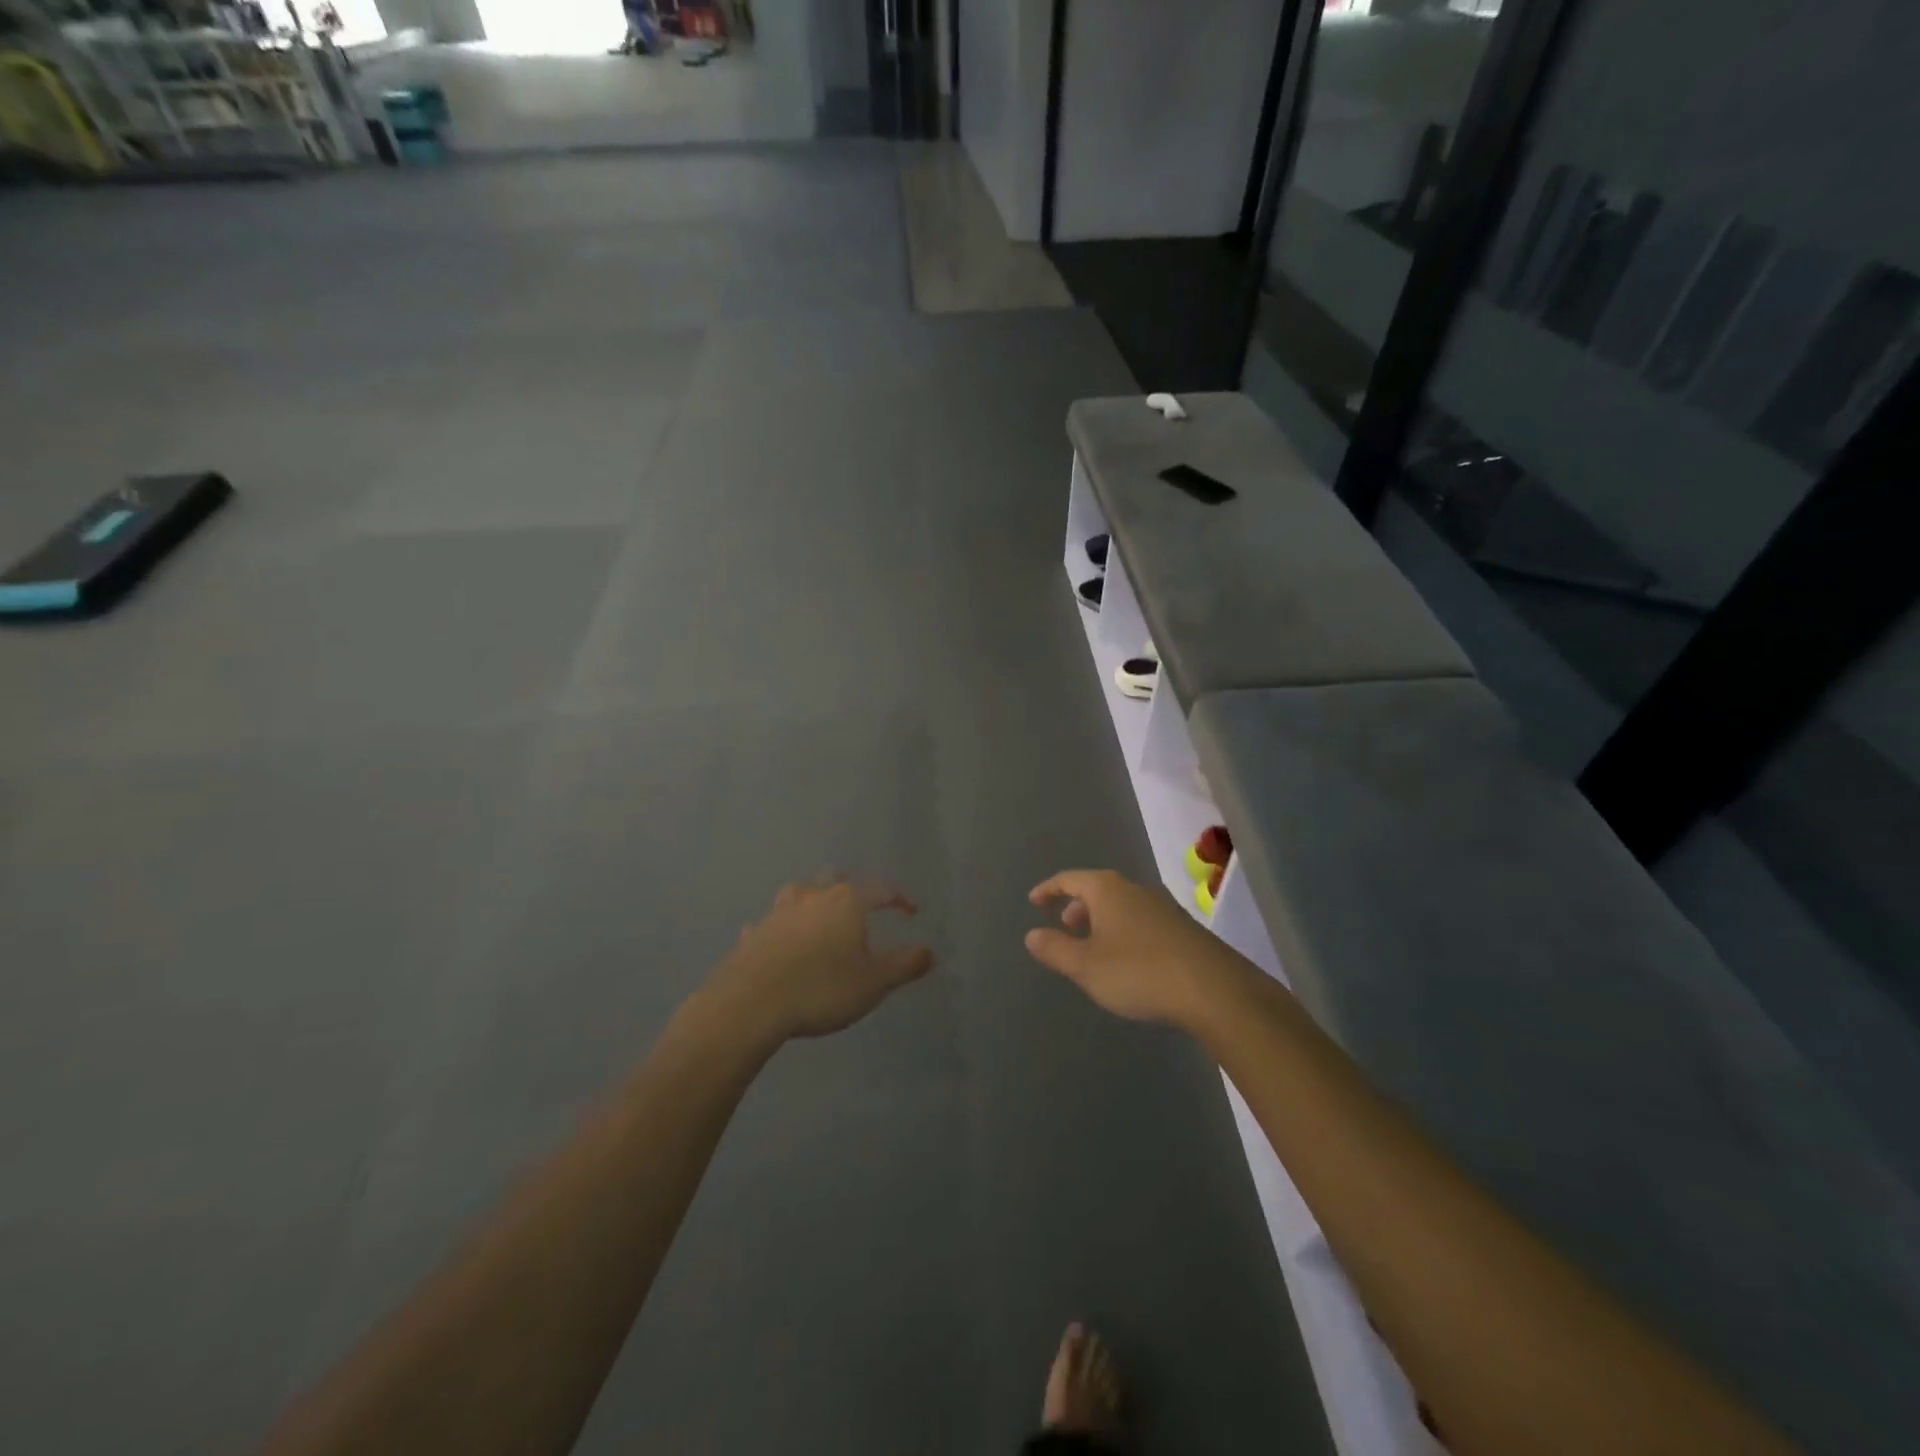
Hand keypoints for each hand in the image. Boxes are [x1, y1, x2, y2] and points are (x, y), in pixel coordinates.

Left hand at [709, 878, 934, 1042]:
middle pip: (838, 881)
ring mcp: (778, 912)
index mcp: (847, 901)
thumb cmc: (821, 988)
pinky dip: (782, 929)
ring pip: (801, 894)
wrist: (749, 1004)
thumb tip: (930, 951)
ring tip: (822, 916)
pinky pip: (772, 924)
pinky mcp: (753, 934)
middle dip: (854, 889)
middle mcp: (812, 896)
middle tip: (864, 904)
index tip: (911, 912)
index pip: (881, 889)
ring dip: (815, 901)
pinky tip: (781, 942)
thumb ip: (906, 964)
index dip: (899, 899)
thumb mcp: (875, 982)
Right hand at [1025, 869, 1249, 1027]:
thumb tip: (1031, 934)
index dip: (1049, 889)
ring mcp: (1164, 907)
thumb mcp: (1086, 966)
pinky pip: (1142, 920)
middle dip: (1078, 906)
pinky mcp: (1184, 928)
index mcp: (1108, 889)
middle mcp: (1136, 889)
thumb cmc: (1140, 972)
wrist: (1216, 991)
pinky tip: (1129, 959)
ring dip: (1102, 920)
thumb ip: (1055, 949)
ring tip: (1094, 946)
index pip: (1070, 879)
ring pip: (1122, 905)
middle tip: (1065, 927)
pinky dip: (1125, 931)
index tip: (1034, 901)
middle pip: (1098, 889)